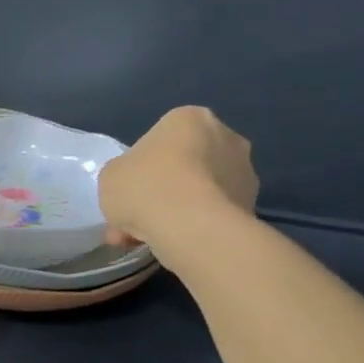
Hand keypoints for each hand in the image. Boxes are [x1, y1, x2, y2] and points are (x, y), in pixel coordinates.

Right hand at [98, 106, 257, 262]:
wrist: (191, 228)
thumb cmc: (145, 187)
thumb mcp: (110, 175)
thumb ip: (123, 173)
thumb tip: (136, 184)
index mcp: (189, 118)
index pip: (160, 138)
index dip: (140, 166)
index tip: (129, 188)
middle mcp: (226, 137)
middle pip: (185, 164)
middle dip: (162, 189)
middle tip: (137, 216)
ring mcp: (245, 172)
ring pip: (199, 191)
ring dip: (177, 210)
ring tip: (149, 238)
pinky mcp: (253, 205)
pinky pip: (213, 213)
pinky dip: (195, 226)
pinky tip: (172, 244)